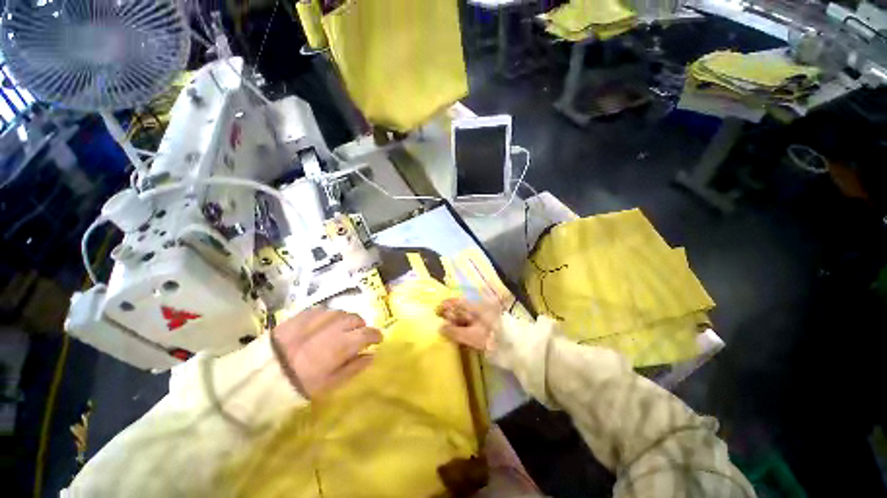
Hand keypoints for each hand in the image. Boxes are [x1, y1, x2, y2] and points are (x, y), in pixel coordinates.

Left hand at [271, 308, 382, 398]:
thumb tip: (371, 356)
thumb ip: (354, 368)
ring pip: (341, 313)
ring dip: (345, 320)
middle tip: (356, 336)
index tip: (378, 339)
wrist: (262, 374)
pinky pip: (324, 310)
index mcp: (342, 343)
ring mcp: (319, 317)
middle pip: (356, 319)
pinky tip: (322, 326)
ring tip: (339, 330)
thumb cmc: (300, 383)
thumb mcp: (330, 384)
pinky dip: (329, 317)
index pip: (367, 333)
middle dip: (360, 326)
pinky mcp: (304, 313)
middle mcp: (335, 325)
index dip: (375, 335)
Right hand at [435, 298, 502, 353]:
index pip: (457, 302)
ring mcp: (482, 318)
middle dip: (449, 315)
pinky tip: (457, 335)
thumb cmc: (491, 337)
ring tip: (446, 331)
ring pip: (465, 318)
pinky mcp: (485, 328)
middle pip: (461, 309)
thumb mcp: (471, 336)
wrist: (513, 348)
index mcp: (476, 307)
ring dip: (455, 324)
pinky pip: (470, 326)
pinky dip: (462, 329)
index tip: (436, 312)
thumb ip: (454, 332)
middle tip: (439, 323)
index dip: (446, 305)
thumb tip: (440, 328)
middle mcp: (478, 309)